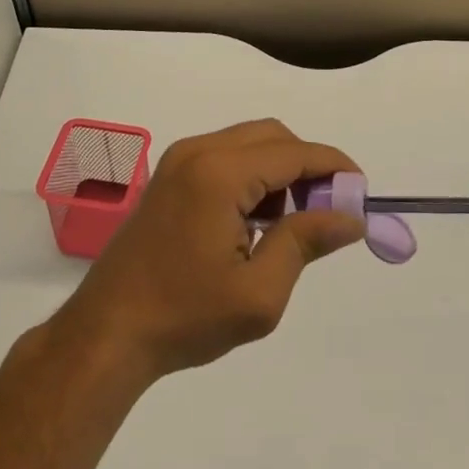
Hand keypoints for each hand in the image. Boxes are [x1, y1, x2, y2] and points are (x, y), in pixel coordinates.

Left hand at [55, 119, 364, 383]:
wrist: (107, 332)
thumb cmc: (185, 317)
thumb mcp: (258, 293)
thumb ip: (306, 242)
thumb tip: (350, 216)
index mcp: (220, 173)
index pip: (293, 152)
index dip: (333, 166)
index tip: (361, 191)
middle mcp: (199, 151)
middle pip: (272, 136)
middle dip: (307, 165)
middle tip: (327, 210)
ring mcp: (179, 160)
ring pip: (249, 142)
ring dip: (280, 170)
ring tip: (291, 222)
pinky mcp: (170, 175)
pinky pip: (226, 156)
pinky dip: (253, 175)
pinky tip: (255, 221)